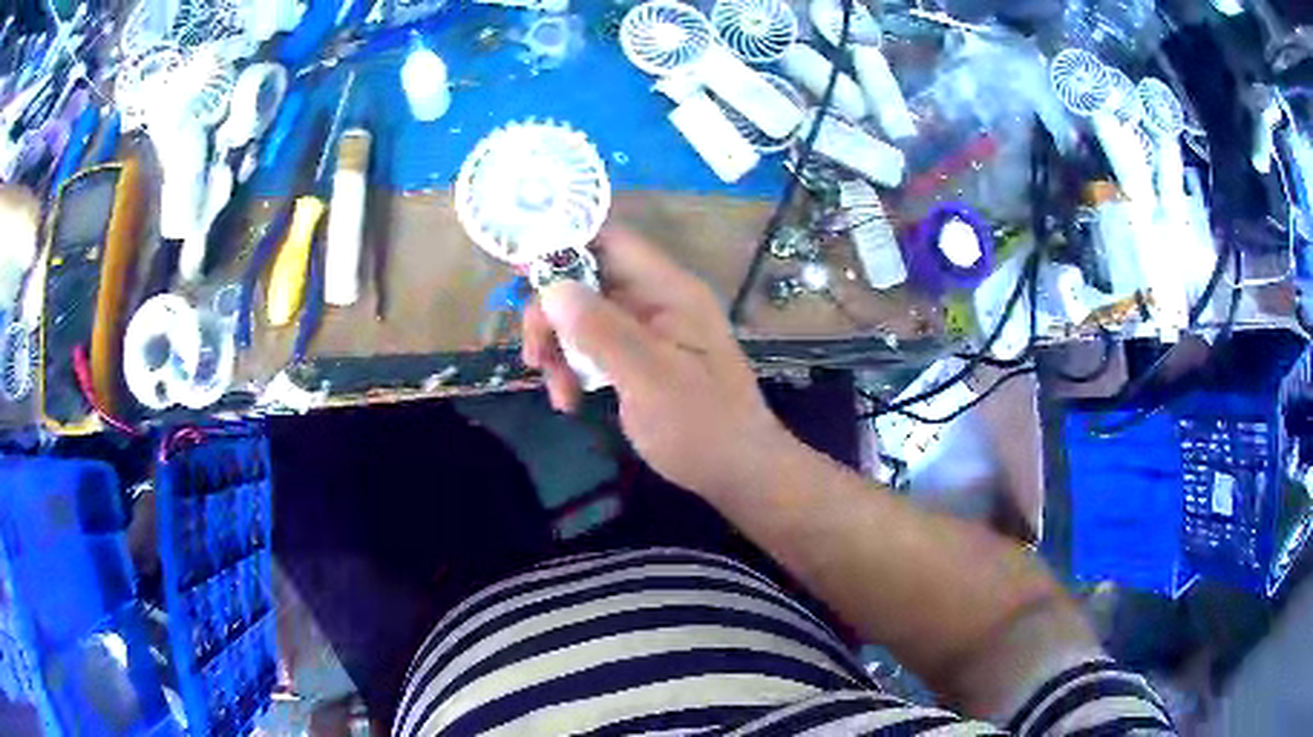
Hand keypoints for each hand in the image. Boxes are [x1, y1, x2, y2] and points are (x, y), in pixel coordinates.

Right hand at [522, 227, 792, 497]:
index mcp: (668, 290)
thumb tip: (552, 286)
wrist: (738, 472)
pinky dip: (574, 367)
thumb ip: (601, 330)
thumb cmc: (701, 425)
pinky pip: (595, 346)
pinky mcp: (640, 357)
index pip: (611, 240)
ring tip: (556, 392)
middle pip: (587, 280)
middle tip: (534, 356)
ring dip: (559, 347)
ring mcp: (648, 329)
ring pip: (584, 316)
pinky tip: (569, 400)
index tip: (521, 275)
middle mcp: (657, 300)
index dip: (564, 245)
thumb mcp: (648, 378)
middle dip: (553, 314)